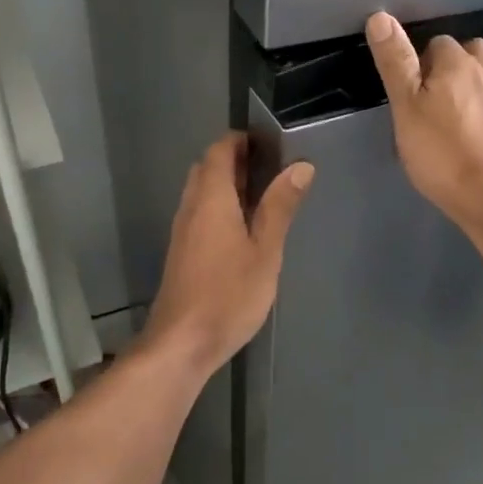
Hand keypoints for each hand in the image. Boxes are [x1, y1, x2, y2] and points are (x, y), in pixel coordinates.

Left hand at [140, 133, 313, 373]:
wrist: (181, 343)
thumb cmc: (228, 295)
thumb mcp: (265, 251)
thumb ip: (280, 207)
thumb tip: (300, 166)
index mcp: (211, 200)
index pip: (219, 151)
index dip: (240, 140)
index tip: (269, 143)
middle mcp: (191, 208)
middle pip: (206, 168)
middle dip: (235, 160)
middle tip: (271, 169)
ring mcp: (182, 231)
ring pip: (201, 192)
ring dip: (226, 184)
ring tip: (263, 196)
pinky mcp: (181, 252)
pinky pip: (199, 213)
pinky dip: (219, 206)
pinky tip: (242, 229)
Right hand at [365, 11, 482, 231]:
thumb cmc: (441, 150)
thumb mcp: (406, 106)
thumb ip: (395, 62)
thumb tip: (381, 16)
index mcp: (458, 62)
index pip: (436, 42)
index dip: (418, 63)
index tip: (406, 91)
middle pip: (466, 55)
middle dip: (447, 68)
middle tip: (425, 100)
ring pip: (481, 80)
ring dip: (465, 89)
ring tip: (444, 118)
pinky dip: (478, 114)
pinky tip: (465, 138)